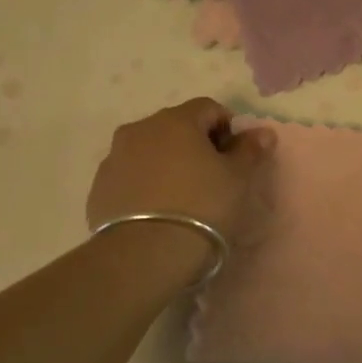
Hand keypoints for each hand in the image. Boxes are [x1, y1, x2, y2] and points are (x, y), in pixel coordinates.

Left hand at [85, 98, 274, 287]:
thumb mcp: (238, 179)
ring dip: (168, 163)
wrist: (145, 254)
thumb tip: (262, 132)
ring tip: (183, 197)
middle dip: (196, 144)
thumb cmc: (202, 206)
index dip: (227, 129)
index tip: (235, 158)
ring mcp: (114, 158)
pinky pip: (131, 175)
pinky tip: (159, 212)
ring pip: (150, 150)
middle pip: (176, 127)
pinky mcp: (99, 188)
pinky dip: (146, 184)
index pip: (209, 108)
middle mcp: (140, 129)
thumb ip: (250, 150)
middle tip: (212, 177)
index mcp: (176, 120)